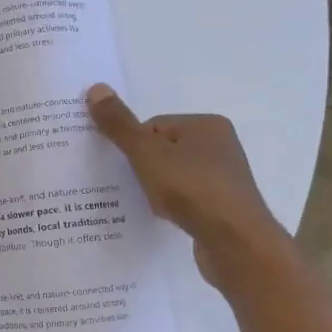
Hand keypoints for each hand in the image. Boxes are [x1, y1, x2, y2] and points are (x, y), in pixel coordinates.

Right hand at [85, 83, 289, 286]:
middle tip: (133, 187)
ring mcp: (225, 177)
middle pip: (164, 150)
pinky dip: (173, 205)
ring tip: (149, 204)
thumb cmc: (191, 189)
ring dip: (158, 188)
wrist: (235, 243)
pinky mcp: (224, 206)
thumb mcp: (146, 154)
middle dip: (144, 168)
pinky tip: (167, 218)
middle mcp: (221, 145)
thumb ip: (119, 125)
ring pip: (175, 175)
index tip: (129, 168)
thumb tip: (96, 88)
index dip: (134, 147)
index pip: (154, 127)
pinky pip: (187, 198)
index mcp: (207, 125)